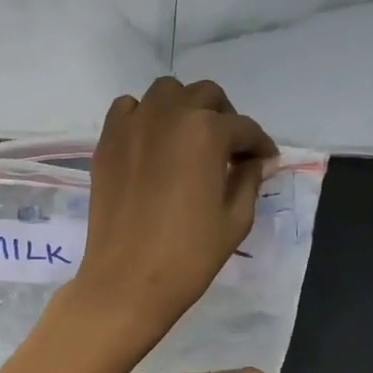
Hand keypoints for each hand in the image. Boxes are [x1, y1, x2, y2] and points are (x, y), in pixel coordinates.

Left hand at [71, 77, 275, 341]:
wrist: (127, 280)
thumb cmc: (189, 254)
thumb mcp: (235, 218)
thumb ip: (249, 179)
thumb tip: (256, 161)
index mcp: (207, 132)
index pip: (244, 128)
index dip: (260, 145)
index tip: (265, 160)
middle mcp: (169, 115)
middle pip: (206, 95)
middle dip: (224, 117)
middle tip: (229, 149)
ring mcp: (133, 125)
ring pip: (165, 92)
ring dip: (184, 108)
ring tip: (189, 139)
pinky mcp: (107, 142)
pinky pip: (127, 109)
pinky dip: (143, 116)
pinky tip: (152, 142)